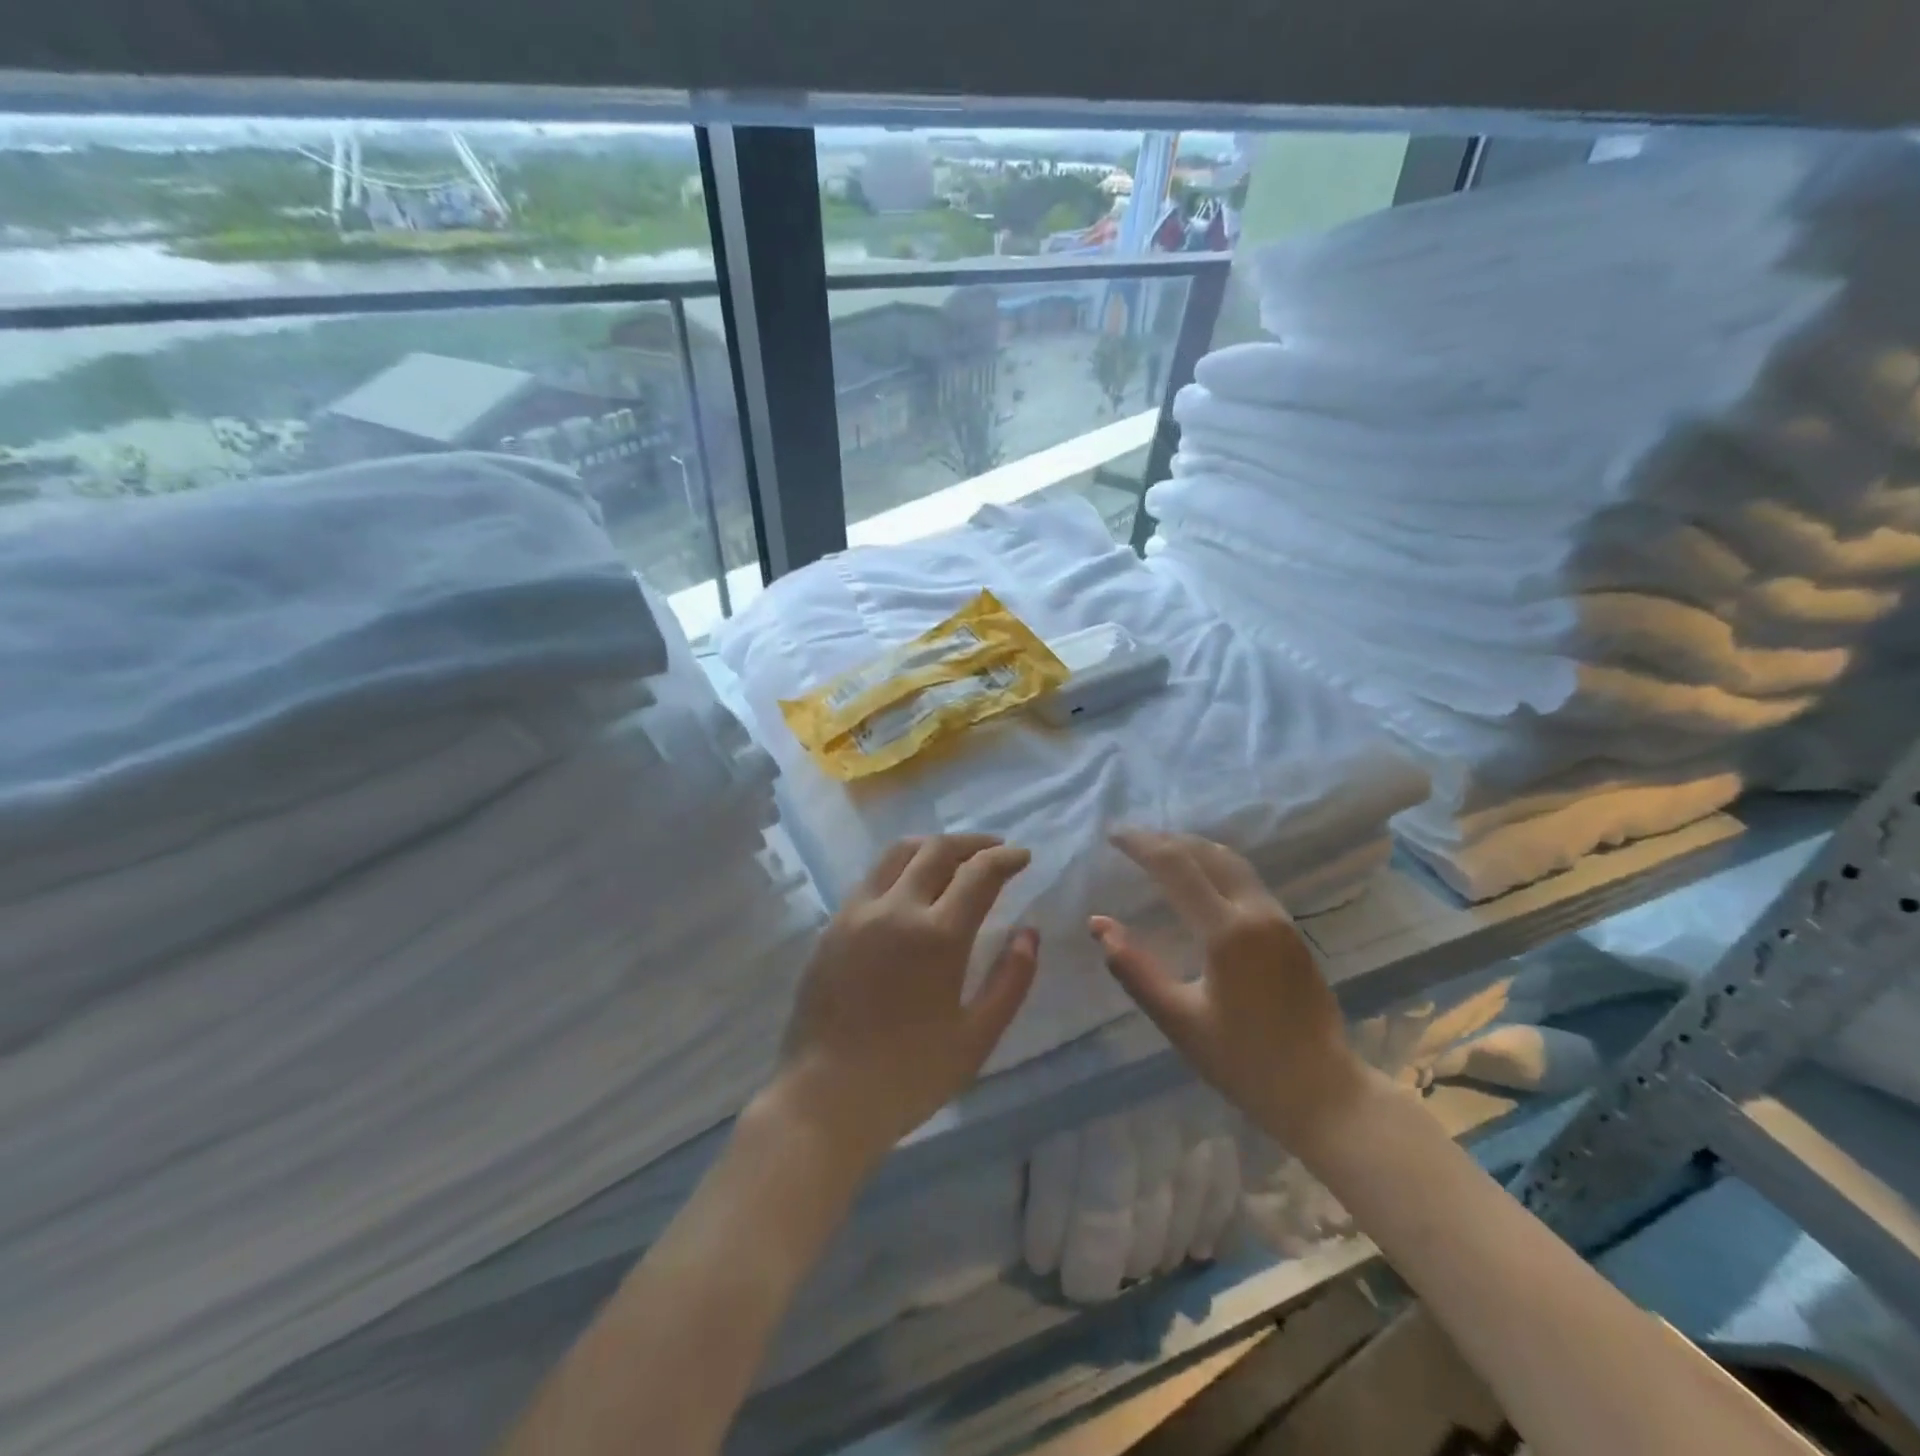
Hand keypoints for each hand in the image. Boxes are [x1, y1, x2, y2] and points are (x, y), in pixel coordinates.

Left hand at [768, 834, 1039, 1171]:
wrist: (824, 1098)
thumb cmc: (909, 1076)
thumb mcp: (976, 1038)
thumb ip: (1011, 980)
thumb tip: (1029, 933)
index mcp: (937, 935)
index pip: (979, 873)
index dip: (1006, 858)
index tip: (1022, 857)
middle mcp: (895, 909)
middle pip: (937, 849)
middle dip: (973, 842)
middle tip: (995, 850)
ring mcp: (858, 912)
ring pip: (898, 853)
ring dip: (933, 846)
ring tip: (955, 858)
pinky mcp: (832, 924)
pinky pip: (872, 877)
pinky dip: (902, 867)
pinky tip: (912, 887)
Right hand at [1091, 829, 1371, 1146]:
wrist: (1324, 1093)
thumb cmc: (1244, 1063)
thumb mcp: (1178, 1021)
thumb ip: (1134, 969)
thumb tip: (1098, 924)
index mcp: (1226, 931)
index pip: (1176, 867)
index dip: (1141, 845)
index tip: (1112, 835)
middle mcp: (1256, 912)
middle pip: (1206, 853)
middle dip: (1165, 840)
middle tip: (1130, 839)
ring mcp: (1279, 919)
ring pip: (1231, 862)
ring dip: (1192, 848)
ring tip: (1159, 850)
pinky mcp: (1290, 931)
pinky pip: (1246, 879)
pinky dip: (1213, 865)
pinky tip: (1198, 879)